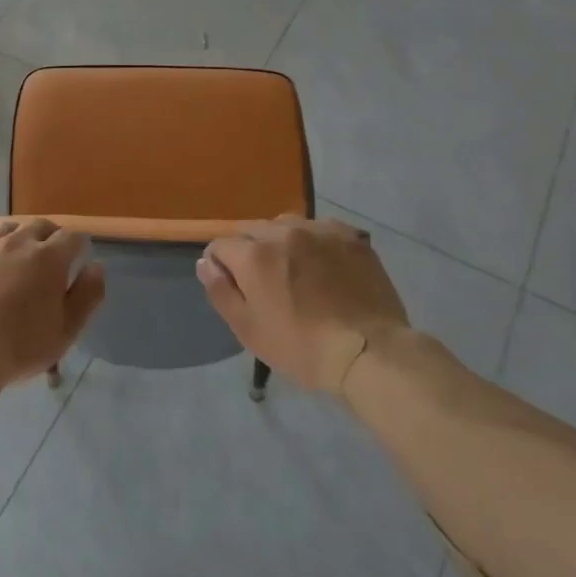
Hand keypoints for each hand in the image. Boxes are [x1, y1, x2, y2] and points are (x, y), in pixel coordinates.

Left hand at [0, 220, 104, 390]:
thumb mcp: (67, 330)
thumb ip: (87, 295)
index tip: (78, 260)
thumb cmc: (20, 346)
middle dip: (51, 236)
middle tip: (51, 256)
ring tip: (19, 256)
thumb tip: (96, 266)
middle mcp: (17, 243)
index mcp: (48, 257)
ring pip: (8, 229)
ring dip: (19, 237)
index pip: (72, 237)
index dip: (78, 247)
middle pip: (40, 225)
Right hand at [197, 216, 408, 390]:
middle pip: (252, 230)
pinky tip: (325, 267)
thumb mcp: (249, 329)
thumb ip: (221, 291)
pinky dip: (314, 242)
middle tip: (264, 283)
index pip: (220, 244)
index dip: (220, 265)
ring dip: (282, 242)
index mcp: (254, 254)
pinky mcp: (350, 236)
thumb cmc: (302, 347)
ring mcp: (320, 230)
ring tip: (295, 271)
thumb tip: (205, 263)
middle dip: (249, 251)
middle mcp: (284, 231)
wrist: (370, 351)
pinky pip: (320, 229)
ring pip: (286, 225)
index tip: (232, 286)